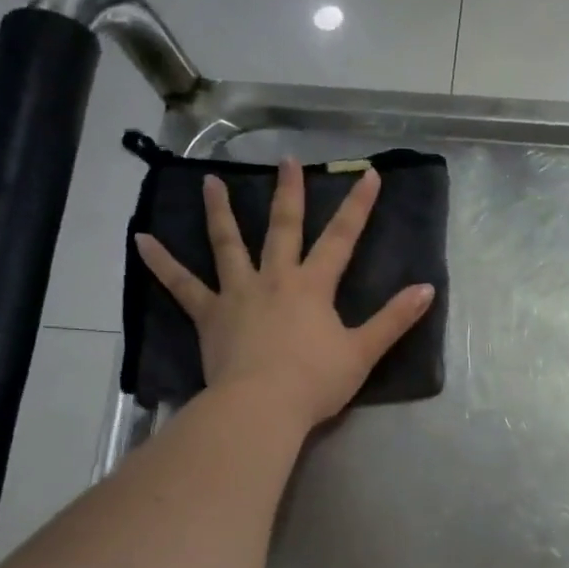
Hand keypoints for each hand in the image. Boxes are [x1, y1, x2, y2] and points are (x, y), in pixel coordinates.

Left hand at [134, 158, 434, 430]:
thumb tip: (427, 289)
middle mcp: (275, 279)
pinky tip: (141, 240)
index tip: (368, 175)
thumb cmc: (315, 381)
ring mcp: (238, 294)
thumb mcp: (363, 352)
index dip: (358, 206)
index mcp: (313, 286)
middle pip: (282, 228)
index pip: (341, 239)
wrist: (262, 406)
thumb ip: (394, 319)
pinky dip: (161, 263)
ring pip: (228, 244)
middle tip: (286, 161)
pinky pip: (182, 286)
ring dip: (220, 212)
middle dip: (288, 193)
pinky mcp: (209, 315)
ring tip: (211, 182)